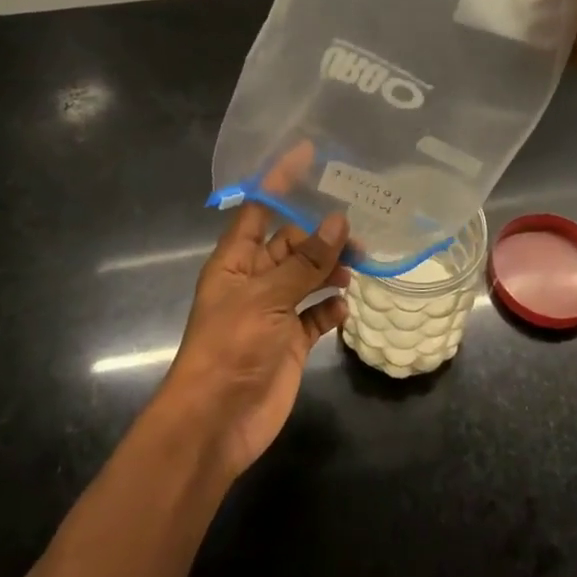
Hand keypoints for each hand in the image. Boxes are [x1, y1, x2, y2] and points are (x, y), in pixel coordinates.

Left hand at [161, 203, 350, 479]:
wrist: (216, 422)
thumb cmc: (231, 347)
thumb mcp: (267, 298)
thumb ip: (306, 261)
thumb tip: (339, 220)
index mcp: (235, 260)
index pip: (259, 208)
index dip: (281, 180)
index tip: (310, 154)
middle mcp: (254, 280)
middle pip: (291, 243)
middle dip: (321, 233)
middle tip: (359, 230)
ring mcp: (273, 311)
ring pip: (308, 277)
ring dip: (331, 269)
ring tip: (360, 266)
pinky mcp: (290, 341)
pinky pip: (315, 314)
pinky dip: (330, 308)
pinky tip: (345, 307)